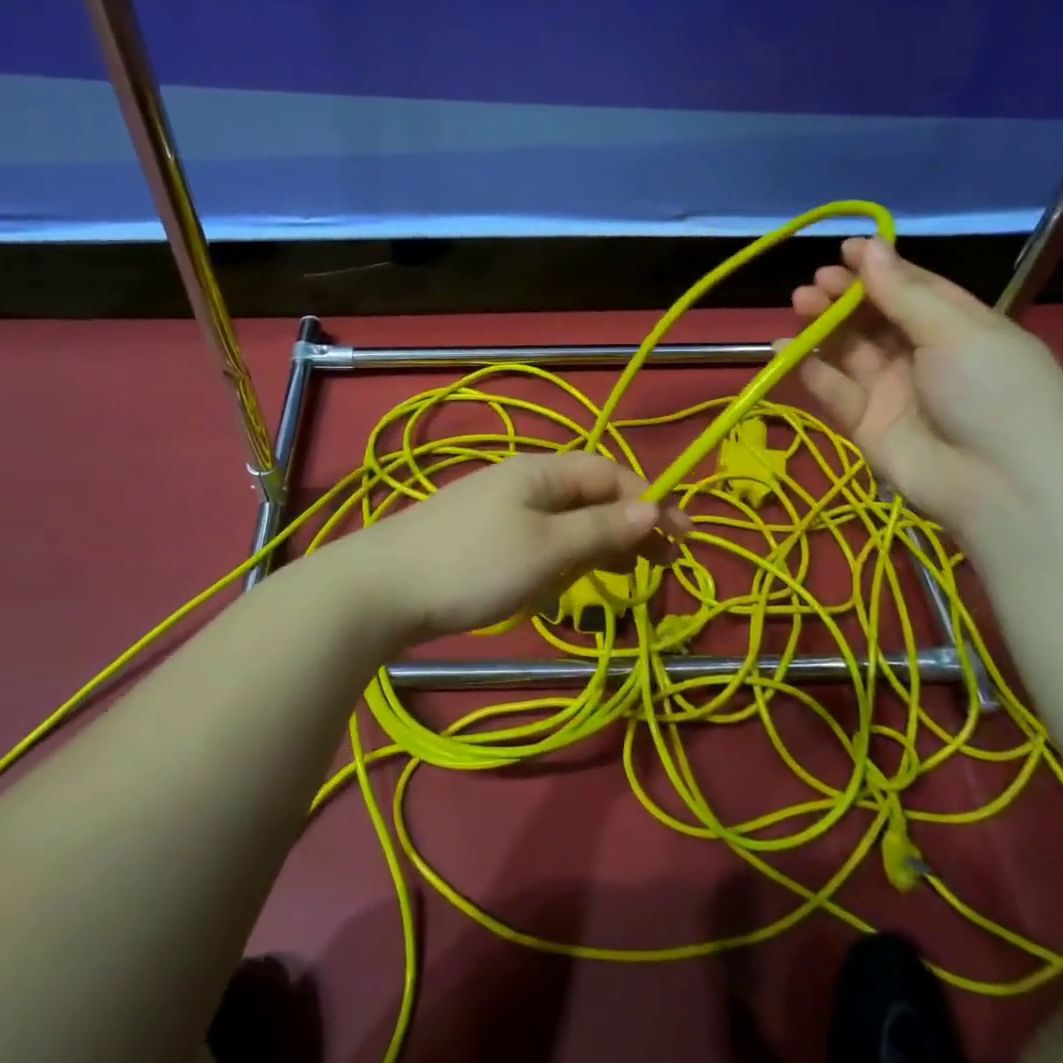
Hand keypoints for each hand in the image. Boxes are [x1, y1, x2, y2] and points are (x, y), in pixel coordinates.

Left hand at [345, 452, 689, 642]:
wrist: (380, 590)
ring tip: (627, 579)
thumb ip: (602, 529)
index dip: (650, 502)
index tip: (683, 539)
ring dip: (599, 547)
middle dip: (628, 527)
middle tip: (663, 565)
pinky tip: (567, 590)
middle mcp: (522, 484)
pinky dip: (563, 562)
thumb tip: (655, 509)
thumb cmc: (473, 564)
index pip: (610, 475)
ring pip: (565, 523)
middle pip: (590, 497)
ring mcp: (499, 513)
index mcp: (541, 472)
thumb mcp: (548, 548)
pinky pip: (538, 544)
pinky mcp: (482, 542)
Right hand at [788, 236, 1062, 541]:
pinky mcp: (866, 425)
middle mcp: (924, 356)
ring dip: (823, 326)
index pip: (913, 289)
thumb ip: (904, 293)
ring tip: (798, 305)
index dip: (879, 268)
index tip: (842, 250)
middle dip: (844, 297)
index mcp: (960, 327)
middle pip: (875, 318)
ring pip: (850, 351)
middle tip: (813, 284)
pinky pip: (834, 391)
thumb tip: (869, 246)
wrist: (1002, 488)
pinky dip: (809, 370)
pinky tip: (785, 349)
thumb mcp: (957, 332)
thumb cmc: (993, 394)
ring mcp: (894, 392)